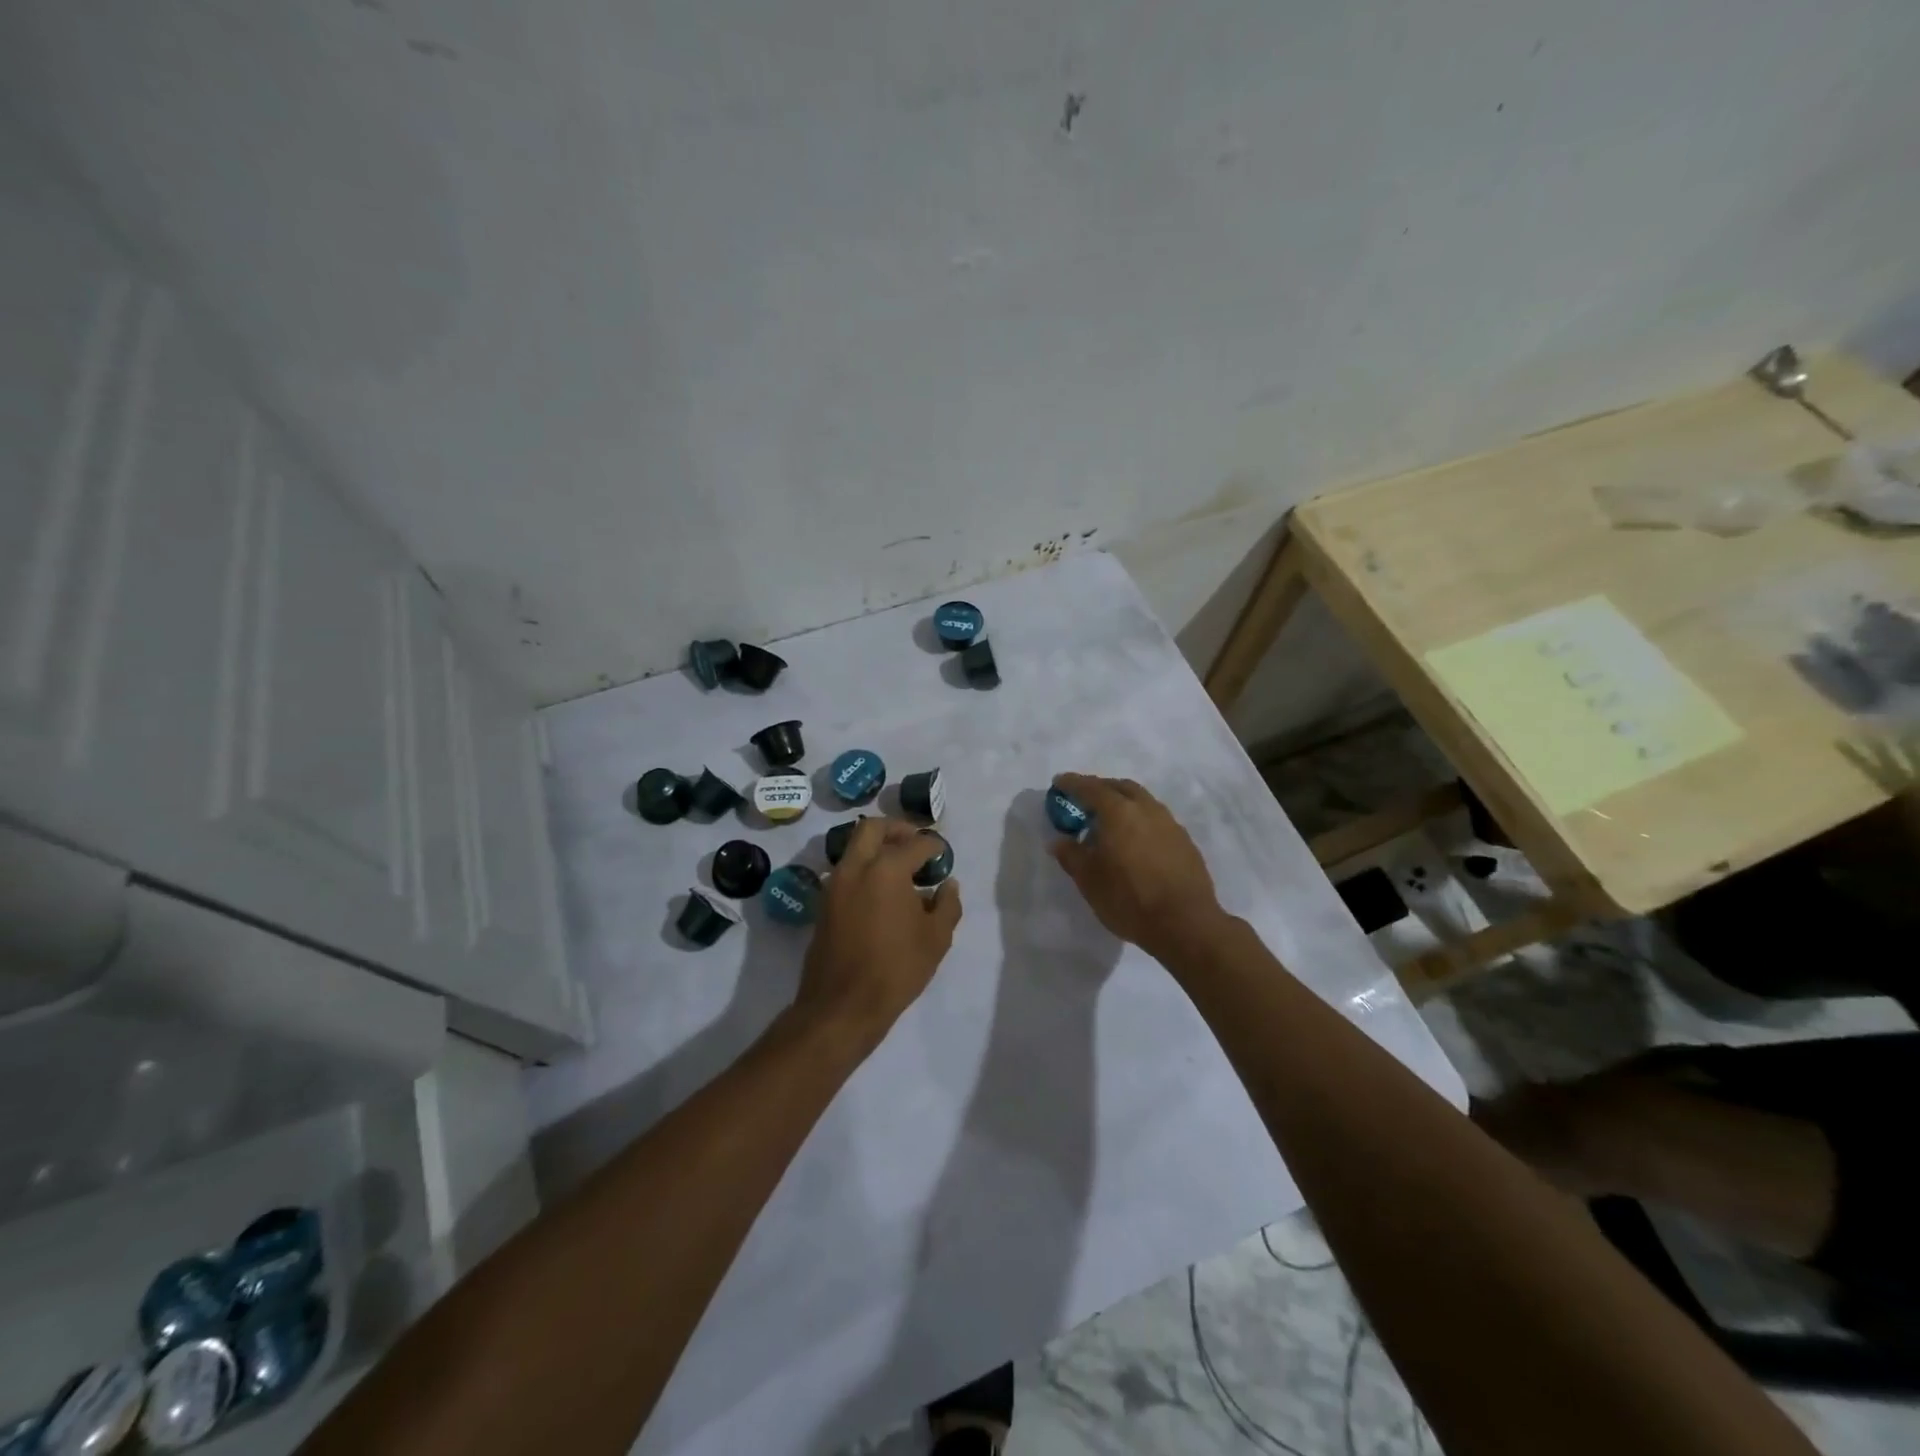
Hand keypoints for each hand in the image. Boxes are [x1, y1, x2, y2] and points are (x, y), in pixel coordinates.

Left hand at [794, 818, 961, 1051]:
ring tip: (901, 870)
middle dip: (896, 829)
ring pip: (854, 848)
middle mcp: (855, 867)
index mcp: (886, 869)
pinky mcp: (824, 904)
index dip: (933, 846)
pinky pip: (847, 871)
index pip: (915, 844)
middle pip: (872, 828)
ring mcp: (834, 884)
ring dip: (877, 848)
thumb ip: (947, 905)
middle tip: (915, 844)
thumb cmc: (896, 969)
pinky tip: (883, 893)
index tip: (942, 854)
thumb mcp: (936, 939)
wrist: (842, 1006)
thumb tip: (947, 885)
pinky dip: (865, 869)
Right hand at [1049, 773, 1226, 961]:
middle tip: (1084, 801)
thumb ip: (1071, 855)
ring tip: (1109, 823)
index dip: (1071, 783)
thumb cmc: (1129, 899)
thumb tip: (1059, 841)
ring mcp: (1169, 823)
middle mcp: (1146, 808)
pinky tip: (1134, 842)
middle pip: (1120, 787)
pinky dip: (1140, 820)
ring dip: (1123, 803)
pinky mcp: (1184, 841)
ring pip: (1142, 801)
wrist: (1185, 923)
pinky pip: (1156, 820)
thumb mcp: (1089, 880)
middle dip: (1100, 788)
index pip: (1090, 787)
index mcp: (1118, 811)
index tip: (1058, 783)